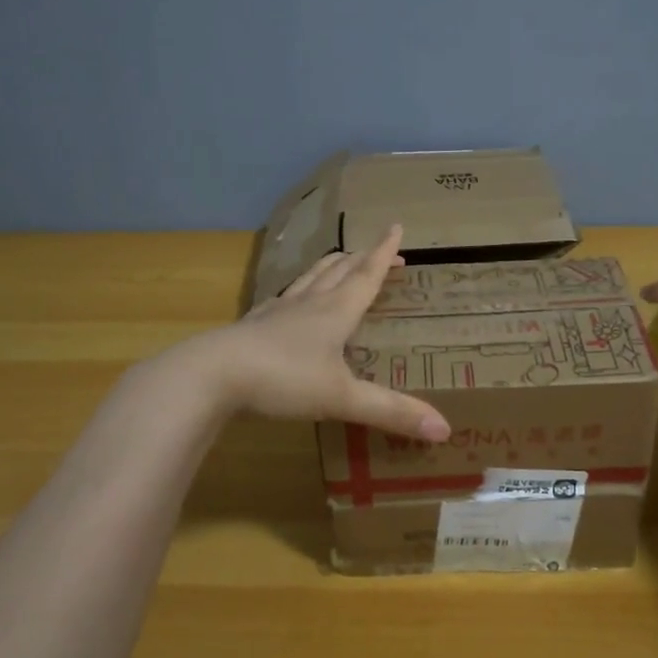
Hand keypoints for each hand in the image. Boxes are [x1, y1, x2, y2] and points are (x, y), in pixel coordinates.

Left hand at [197, 225, 451, 442]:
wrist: (213, 374)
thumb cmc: (283, 379)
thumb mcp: (342, 398)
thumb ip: (391, 412)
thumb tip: (445, 430)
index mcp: (335, 311)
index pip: (366, 275)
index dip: (383, 253)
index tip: (396, 227)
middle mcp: (308, 303)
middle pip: (339, 271)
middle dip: (362, 258)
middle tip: (378, 251)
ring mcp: (277, 312)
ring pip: (309, 279)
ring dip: (329, 267)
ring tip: (340, 261)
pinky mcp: (253, 325)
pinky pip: (282, 299)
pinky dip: (297, 291)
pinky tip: (290, 299)